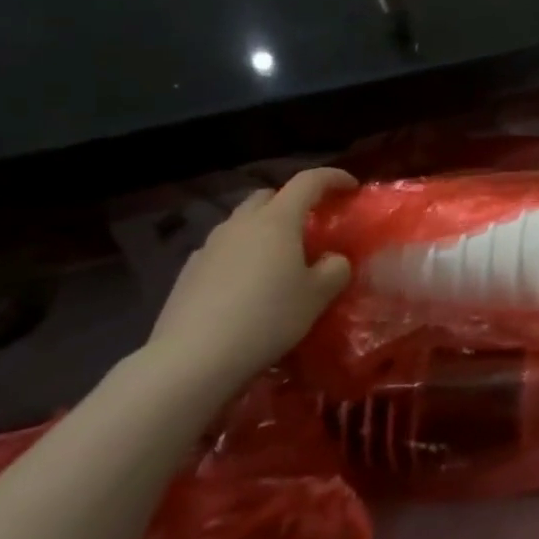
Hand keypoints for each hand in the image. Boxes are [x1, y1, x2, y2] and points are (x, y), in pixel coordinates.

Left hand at [146, 168, 356, 392]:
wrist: (191, 360)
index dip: (333, 178)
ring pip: (242, 223)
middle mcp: (241, 224)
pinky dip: (239, 255)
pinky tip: (244, 285)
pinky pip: (221, 250)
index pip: (309, 181)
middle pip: (269, 196)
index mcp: (277, 220)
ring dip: (263, 230)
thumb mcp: (318, 296)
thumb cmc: (266, 318)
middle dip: (292, 201)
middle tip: (310, 225)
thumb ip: (335, 269)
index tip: (351, 186)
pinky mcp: (188, 273)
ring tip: (277, 259)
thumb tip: (332, 259)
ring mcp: (209, 247)